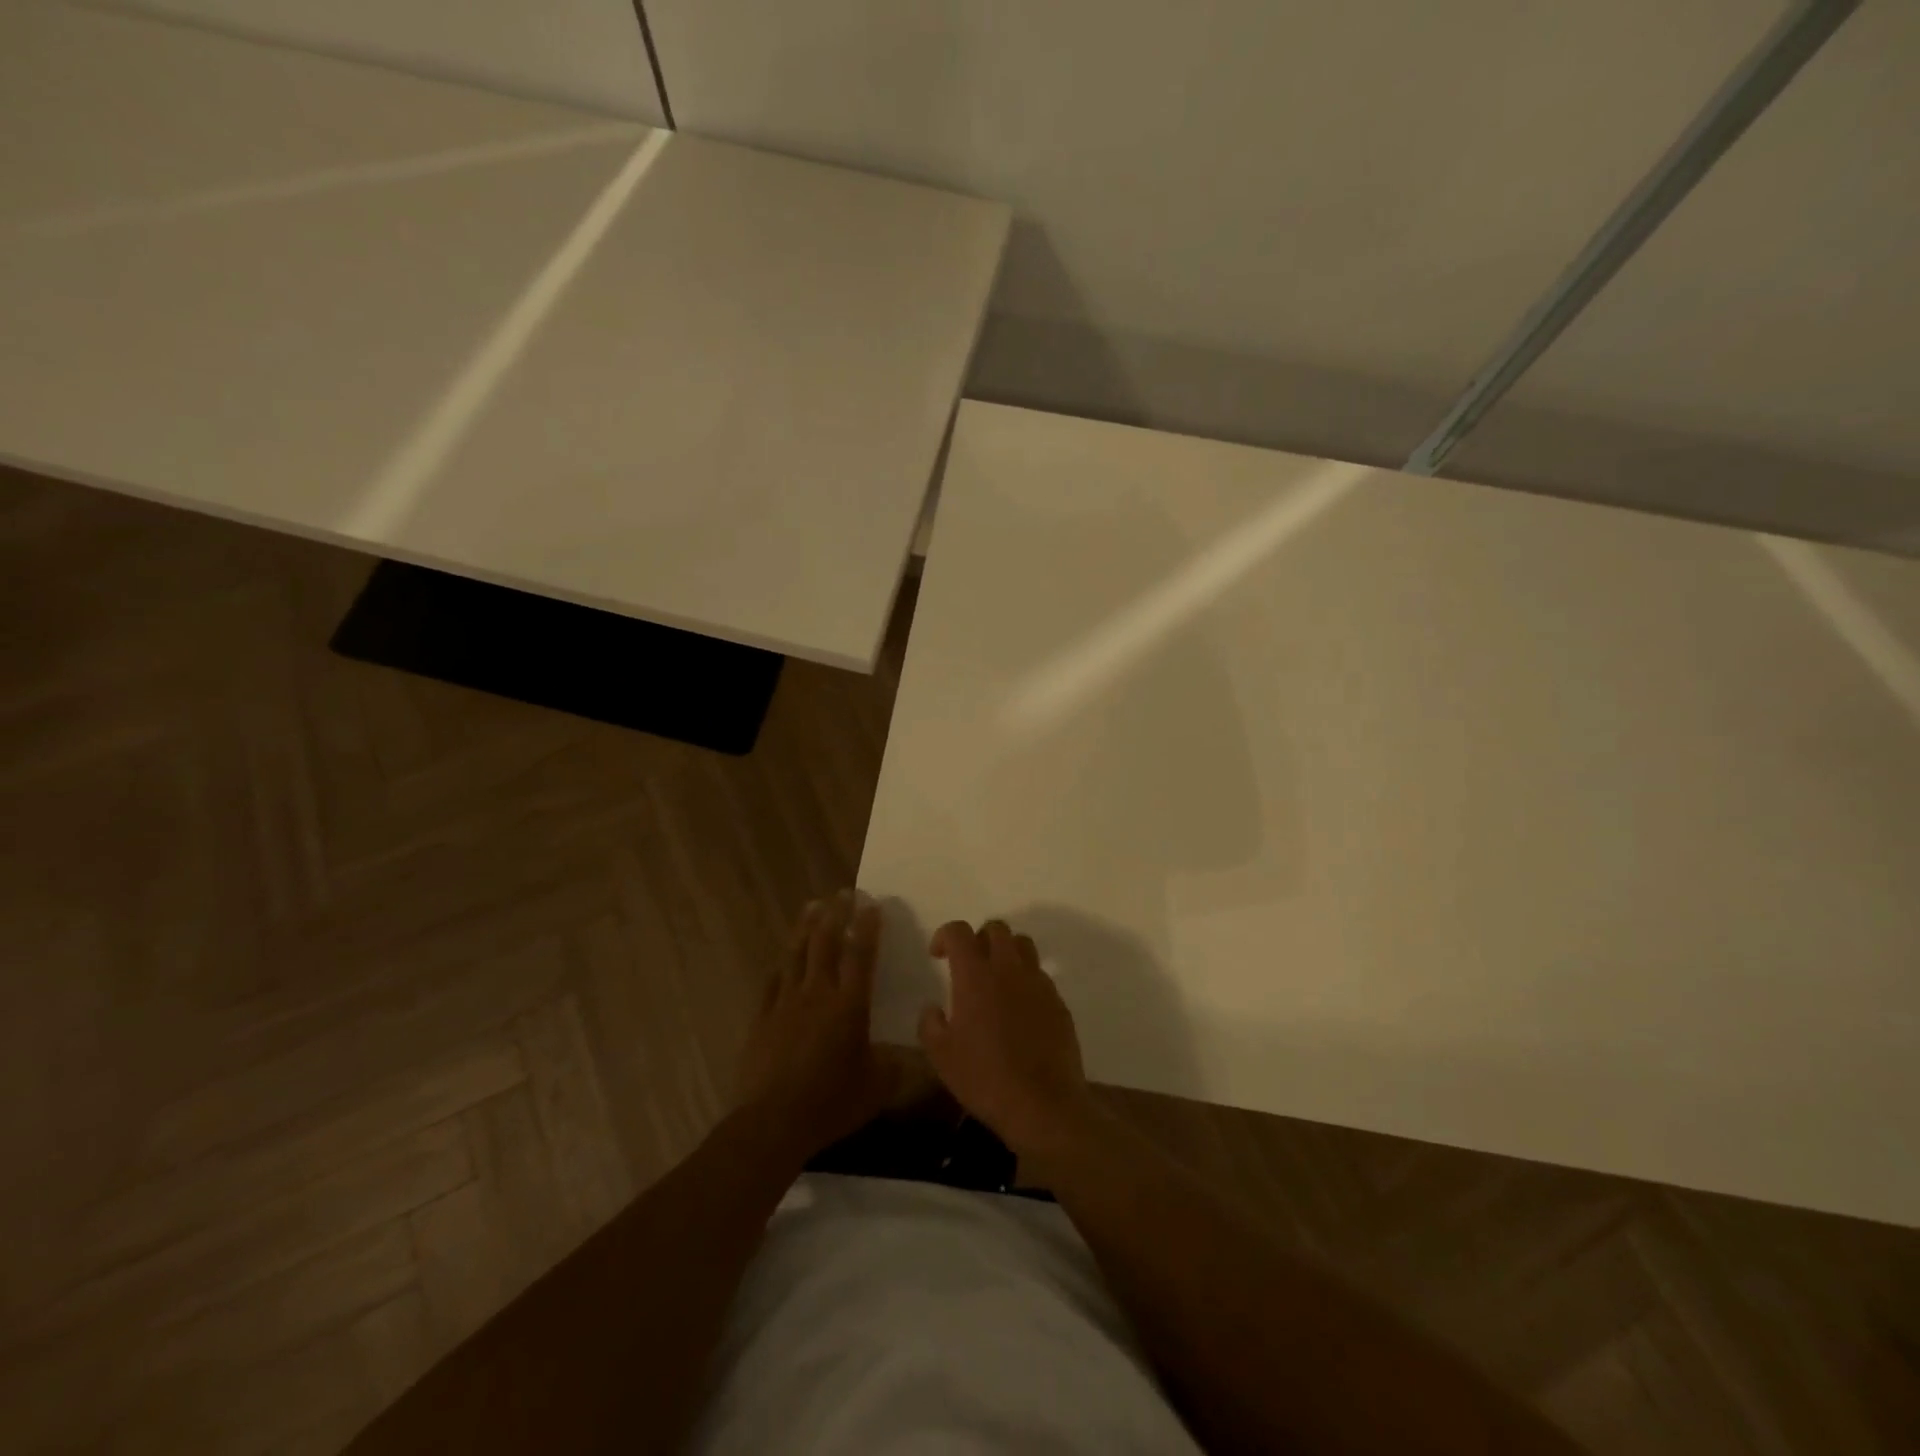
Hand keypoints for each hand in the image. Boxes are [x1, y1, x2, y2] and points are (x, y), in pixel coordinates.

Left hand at [734, 892, 897, 1161]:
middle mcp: (818, 994)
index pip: (860, 955)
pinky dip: (781, 965)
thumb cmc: (832, 1102)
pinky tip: (783, 958)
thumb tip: (921, 1057)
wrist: (773, 1122)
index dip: (867, 927)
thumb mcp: (877, 1086)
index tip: (871, 903)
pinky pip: (773, 982)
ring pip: (797, 954)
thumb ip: (897, 1066)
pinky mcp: (763, 1018)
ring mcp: (786, 1003)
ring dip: (806, 927)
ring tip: (813, 906)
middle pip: (826, 943)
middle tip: (843, 892)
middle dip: (836, 914)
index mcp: (849, 1005)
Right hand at [918, 919, 1094, 1159]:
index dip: (945, 935)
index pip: (959, 931)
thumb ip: (930, 1024)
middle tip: (969, 964)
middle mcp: (1008, 968)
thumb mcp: (941, 1056)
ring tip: (996, 979)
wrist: (1043, 1104)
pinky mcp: (1058, 1001)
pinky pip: (1040, 974)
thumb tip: (933, 1008)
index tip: (938, 955)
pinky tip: (1019, 1009)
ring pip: (1023, 945)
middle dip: (978, 938)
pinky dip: (1025, 979)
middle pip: (996, 928)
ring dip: (1006, 952)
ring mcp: (1038, 982)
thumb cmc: (984, 1078)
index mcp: (975, 975)